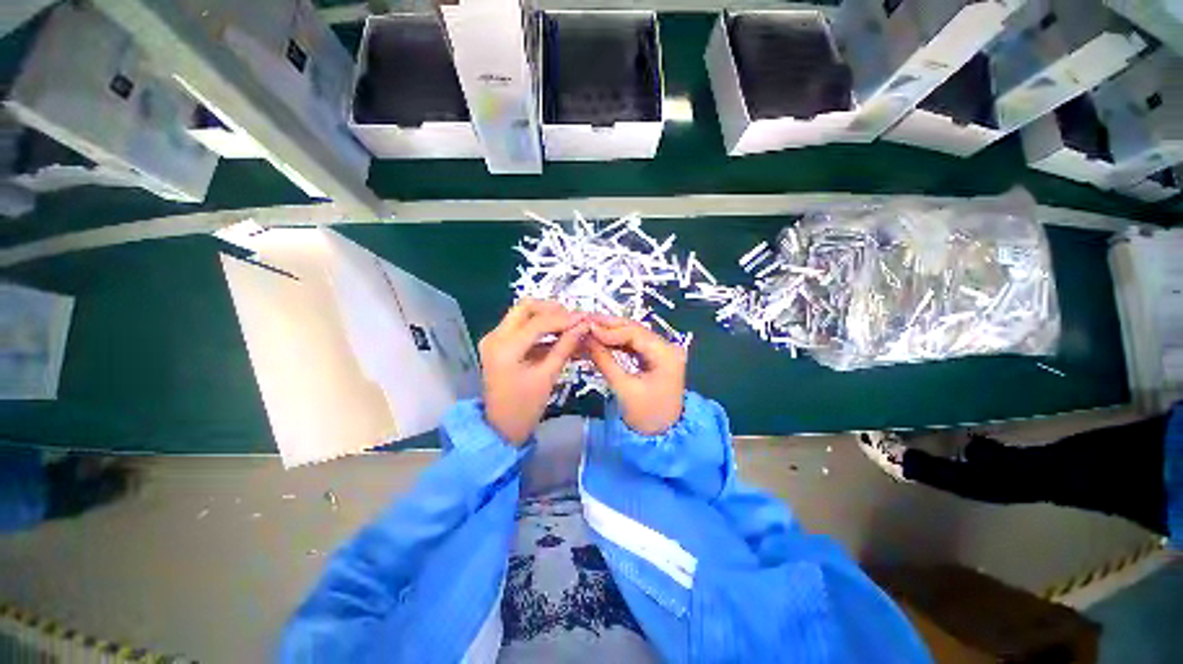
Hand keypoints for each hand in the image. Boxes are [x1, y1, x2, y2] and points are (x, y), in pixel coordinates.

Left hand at [479, 300, 587, 444]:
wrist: (500, 429)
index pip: (538, 322)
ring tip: (570, 326)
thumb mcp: (547, 377)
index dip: (564, 319)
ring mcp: (495, 339)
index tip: (585, 318)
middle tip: (573, 318)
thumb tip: (583, 326)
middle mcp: (495, 336)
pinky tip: (559, 336)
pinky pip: (521, 327)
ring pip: (523, 315)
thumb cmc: (524, 408)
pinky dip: (541, 329)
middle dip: (552, 309)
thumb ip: (565, 347)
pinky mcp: (499, 344)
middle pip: (525, 308)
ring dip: (547, 317)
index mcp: (505, 347)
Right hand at [584, 314, 685, 435]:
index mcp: (666, 354)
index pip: (635, 333)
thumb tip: (585, 338)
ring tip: (588, 328)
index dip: (609, 329)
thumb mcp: (622, 387)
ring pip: (633, 334)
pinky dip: (616, 342)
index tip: (586, 327)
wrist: (663, 434)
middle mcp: (667, 347)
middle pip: (635, 329)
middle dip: (608, 325)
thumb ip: (604, 359)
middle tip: (585, 320)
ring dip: (611, 332)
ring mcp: (662, 351)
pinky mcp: (655, 356)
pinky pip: (634, 344)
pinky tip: (600, 339)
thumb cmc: (645, 415)